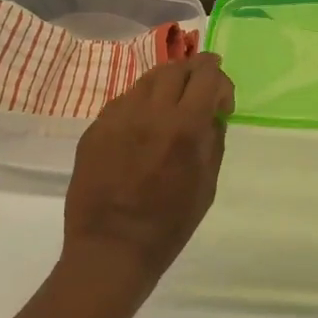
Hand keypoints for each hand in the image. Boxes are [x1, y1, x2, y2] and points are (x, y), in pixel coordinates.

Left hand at [63, 54, 234, 289]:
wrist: (110, 249)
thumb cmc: (168, 225)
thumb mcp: (207, 185)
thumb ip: (213, 141)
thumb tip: (212, 114)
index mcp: (184, 126)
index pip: (206, 75)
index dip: (221, 81)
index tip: (222, 103)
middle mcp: (150, 112)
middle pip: (176, 68)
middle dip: (195, 74)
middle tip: (200, 91)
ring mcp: (117, 117)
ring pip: (147, 79)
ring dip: (167, 85)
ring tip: (172, 105)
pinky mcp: (95, 128)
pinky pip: (124, 101)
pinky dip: (141, 104)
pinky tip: (143, 126)